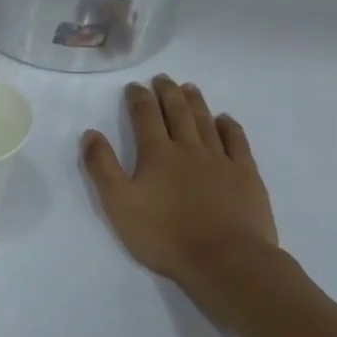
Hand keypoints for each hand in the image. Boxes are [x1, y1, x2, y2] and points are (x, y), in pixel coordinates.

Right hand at [81, 76, 278, 294]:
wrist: (225, 259)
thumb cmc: (164, 235)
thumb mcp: (119, 204)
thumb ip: (102, 167)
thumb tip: (91, 133)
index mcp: (156, 154)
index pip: (145, 117)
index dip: (138, 98)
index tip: (134, 86)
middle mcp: (189, 148)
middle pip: (178, 112)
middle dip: (167, 92)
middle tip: (162, 78)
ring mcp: (221, 160)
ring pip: (206, 122)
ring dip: (196, 102)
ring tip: (189, 88)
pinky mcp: (246, 176)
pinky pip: (237, 142)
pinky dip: (229, 126)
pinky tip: (225, 119)